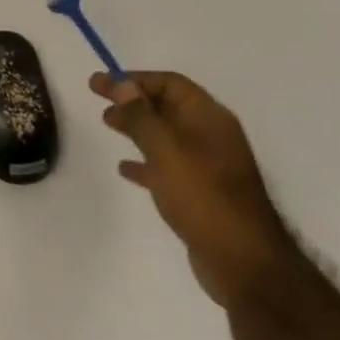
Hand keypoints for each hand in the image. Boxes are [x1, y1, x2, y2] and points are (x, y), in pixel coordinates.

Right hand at [93, 70, 297, 309]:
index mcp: (209, 118)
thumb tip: (122, 84)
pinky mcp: (202, 193)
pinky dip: (146, 161)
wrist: (241, 260)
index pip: (170, 83)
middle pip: (167, 107)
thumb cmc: (202, 194)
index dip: (134, 79)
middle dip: (132, 100)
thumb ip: (141, 115)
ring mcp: (208, 166)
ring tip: (107, 125)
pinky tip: (125, 169)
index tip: (101, 84)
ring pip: (166, 135)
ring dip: (137, 127)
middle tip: (98, 100)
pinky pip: (168, 166)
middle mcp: (211, 136)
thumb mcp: (165, 148)